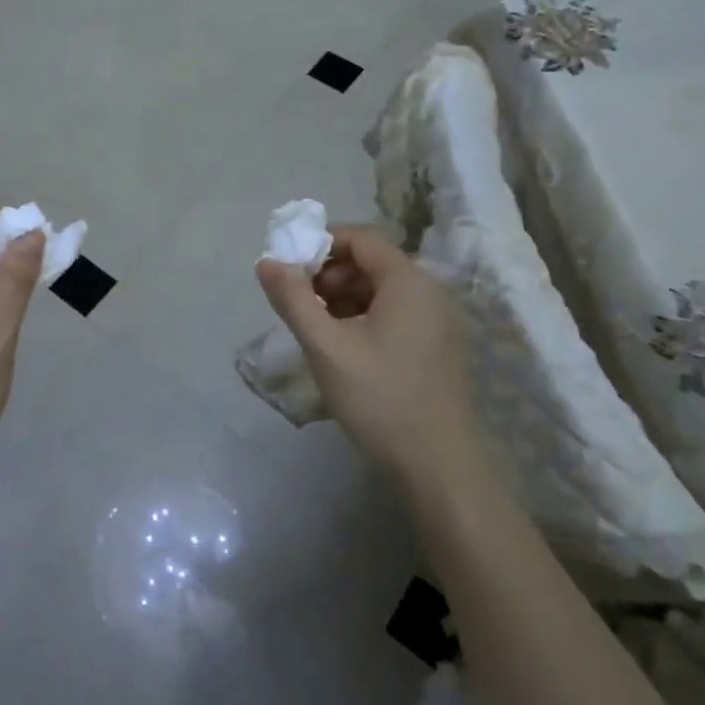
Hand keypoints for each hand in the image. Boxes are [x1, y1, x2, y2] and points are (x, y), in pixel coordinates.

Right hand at [256, 225, 476, 483]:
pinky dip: (364, 317)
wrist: (438, 467)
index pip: (360, 237)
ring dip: (344, 297)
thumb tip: (266, 261)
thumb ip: (293, 298)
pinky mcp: (438, 346)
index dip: (320, 244)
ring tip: (317, 329)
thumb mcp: (325, 346)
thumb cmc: (379, 398)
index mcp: (408, 281)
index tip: (290, 270)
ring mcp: (439, 320)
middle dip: (329, 274)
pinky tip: (344, 348)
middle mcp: (430, 291)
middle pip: (371, 262)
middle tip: (301, 304)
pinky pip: (395, 313)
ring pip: (381, 289)